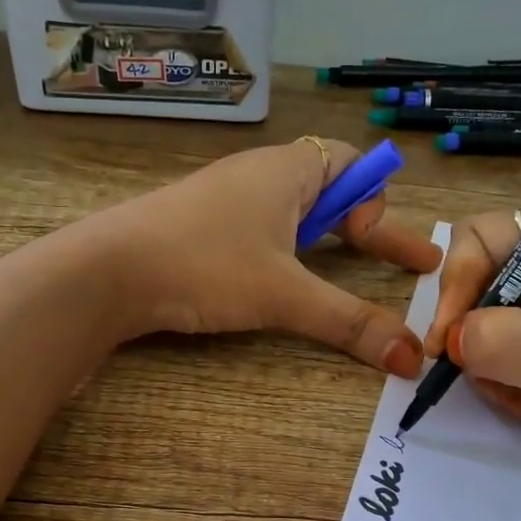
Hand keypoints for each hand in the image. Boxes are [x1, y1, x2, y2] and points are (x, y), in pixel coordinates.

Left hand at [89, 138, 441, 374]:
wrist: (106, 271)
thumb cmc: (203, 265)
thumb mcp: (284, 295)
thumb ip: (350, 323)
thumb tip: (415, 359)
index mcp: (286, 170)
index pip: (352, 162)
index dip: (376, 199)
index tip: (376, 244)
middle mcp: (258, 176)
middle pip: (328, 189)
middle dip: (364, 227)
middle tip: (397, 262)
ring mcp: (224, 201)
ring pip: (291, 213)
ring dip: (323, 241)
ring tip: (339, 271)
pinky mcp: (199, 229)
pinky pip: (259, 232)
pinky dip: (285, 253)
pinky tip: (276, 282)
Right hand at [423, 211, 520, 467]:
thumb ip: (509, 343)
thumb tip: (452, 342)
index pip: (480, 238)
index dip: (454, 286)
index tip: (450, 345)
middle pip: (480, 289)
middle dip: (478, 342)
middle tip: (496, 386)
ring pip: (492, 330)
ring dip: (496, 373)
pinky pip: (514, 357)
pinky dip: (515, 387)